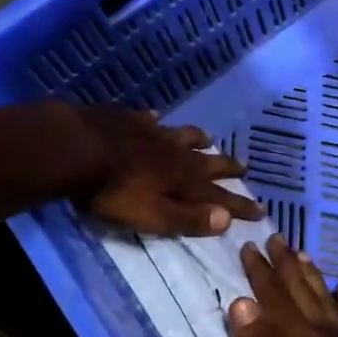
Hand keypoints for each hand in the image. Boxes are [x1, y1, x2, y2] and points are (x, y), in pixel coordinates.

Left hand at [73, 108, 264, 236]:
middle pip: (206, 161)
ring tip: (208, 139)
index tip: (261, 210)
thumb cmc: (114, 192)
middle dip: (226, 166)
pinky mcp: (126, 120)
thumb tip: (227, 219)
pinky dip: (156, 121)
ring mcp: (151, 133)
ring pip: (182, 135)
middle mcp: (174, 153)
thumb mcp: (153, 216)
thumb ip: (188, 218)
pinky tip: (155, 117)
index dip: (239, 205)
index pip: (219, 196)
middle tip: (243, 168)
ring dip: (198, 139)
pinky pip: (148, 119)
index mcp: (183, 180)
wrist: (76, 149)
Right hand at [226, 236, 337, 336]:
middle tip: (275, 237)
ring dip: (312, 274)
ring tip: (303, 252)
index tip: (248, 246)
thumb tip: (240, 303)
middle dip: (285, 264)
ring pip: (326, 296)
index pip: (275, 297)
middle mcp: (325, 328)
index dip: (261, 272)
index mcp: (301, 336)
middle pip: (301, 289)